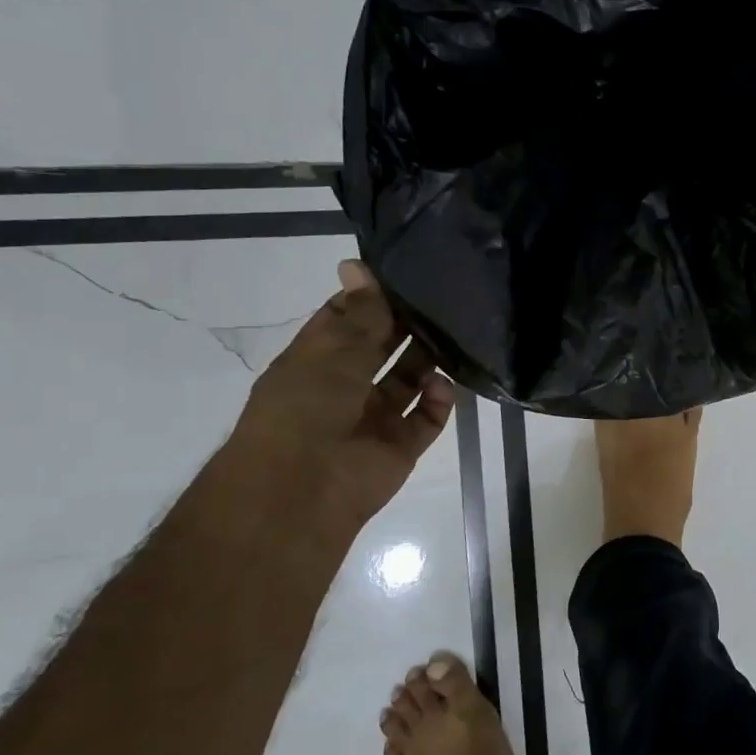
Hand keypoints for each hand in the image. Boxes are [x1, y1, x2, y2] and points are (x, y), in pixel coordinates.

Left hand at [230, 260, 454, 527]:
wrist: (303, 489)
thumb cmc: (306, 408)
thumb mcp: (332, 351)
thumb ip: (358, 313)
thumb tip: (358, 265)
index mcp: (316, 361)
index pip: (345, 321)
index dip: (371, 299)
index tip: (405, 276)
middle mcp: (344, 387)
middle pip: (381, 349)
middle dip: (406, 328)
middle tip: (442, 302)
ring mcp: (374, 418)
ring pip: (407, 381)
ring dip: (427, 362)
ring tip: (452, 338)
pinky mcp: (400, 446)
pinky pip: (427, 418)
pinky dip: (439, 401)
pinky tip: (444, 386)